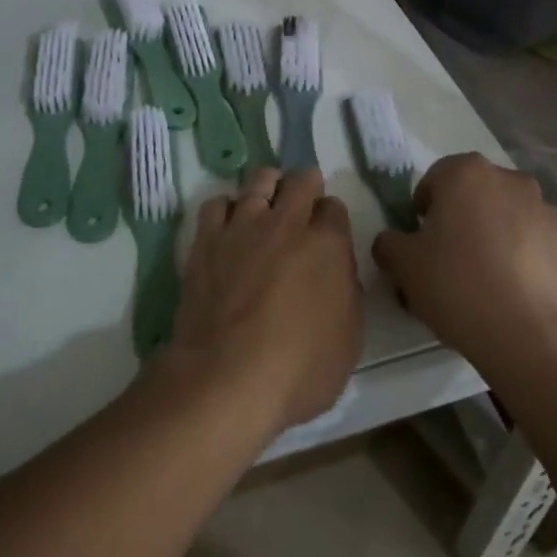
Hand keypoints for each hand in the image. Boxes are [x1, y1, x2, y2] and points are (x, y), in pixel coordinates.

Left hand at [160, 168, 362, 436]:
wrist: (228, 377)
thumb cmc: (299, 370)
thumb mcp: (349, 339)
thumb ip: (346, 292)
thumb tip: (336, 270)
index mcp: (327, 245)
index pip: (335, 208)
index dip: (332, 219)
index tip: (328, 234)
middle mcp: (287, 223)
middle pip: (300, 180)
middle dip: (305, 186)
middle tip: (302, 205)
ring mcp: (243, 226)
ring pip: (259, 180)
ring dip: (268, 187)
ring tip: (267, 205)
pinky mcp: (207, 239)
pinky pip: (218, 203)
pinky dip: (227, 209)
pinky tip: (229, 227)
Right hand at [373, 153, 556, 383]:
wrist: (526, 336)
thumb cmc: (456, 284)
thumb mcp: (403, 264)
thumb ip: (389, 243)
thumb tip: (392, 242)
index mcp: (466, 172)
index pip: (435, 178)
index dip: (423, 208)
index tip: (420, 239)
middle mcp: (509, 179)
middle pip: (474, 192)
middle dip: (460, 215)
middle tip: (447, 255)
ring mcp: (543, 209)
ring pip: (505, 213)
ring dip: (492, 231)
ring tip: (482, 274)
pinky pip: (531, 239)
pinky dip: (519, 253)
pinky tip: (509, 287)